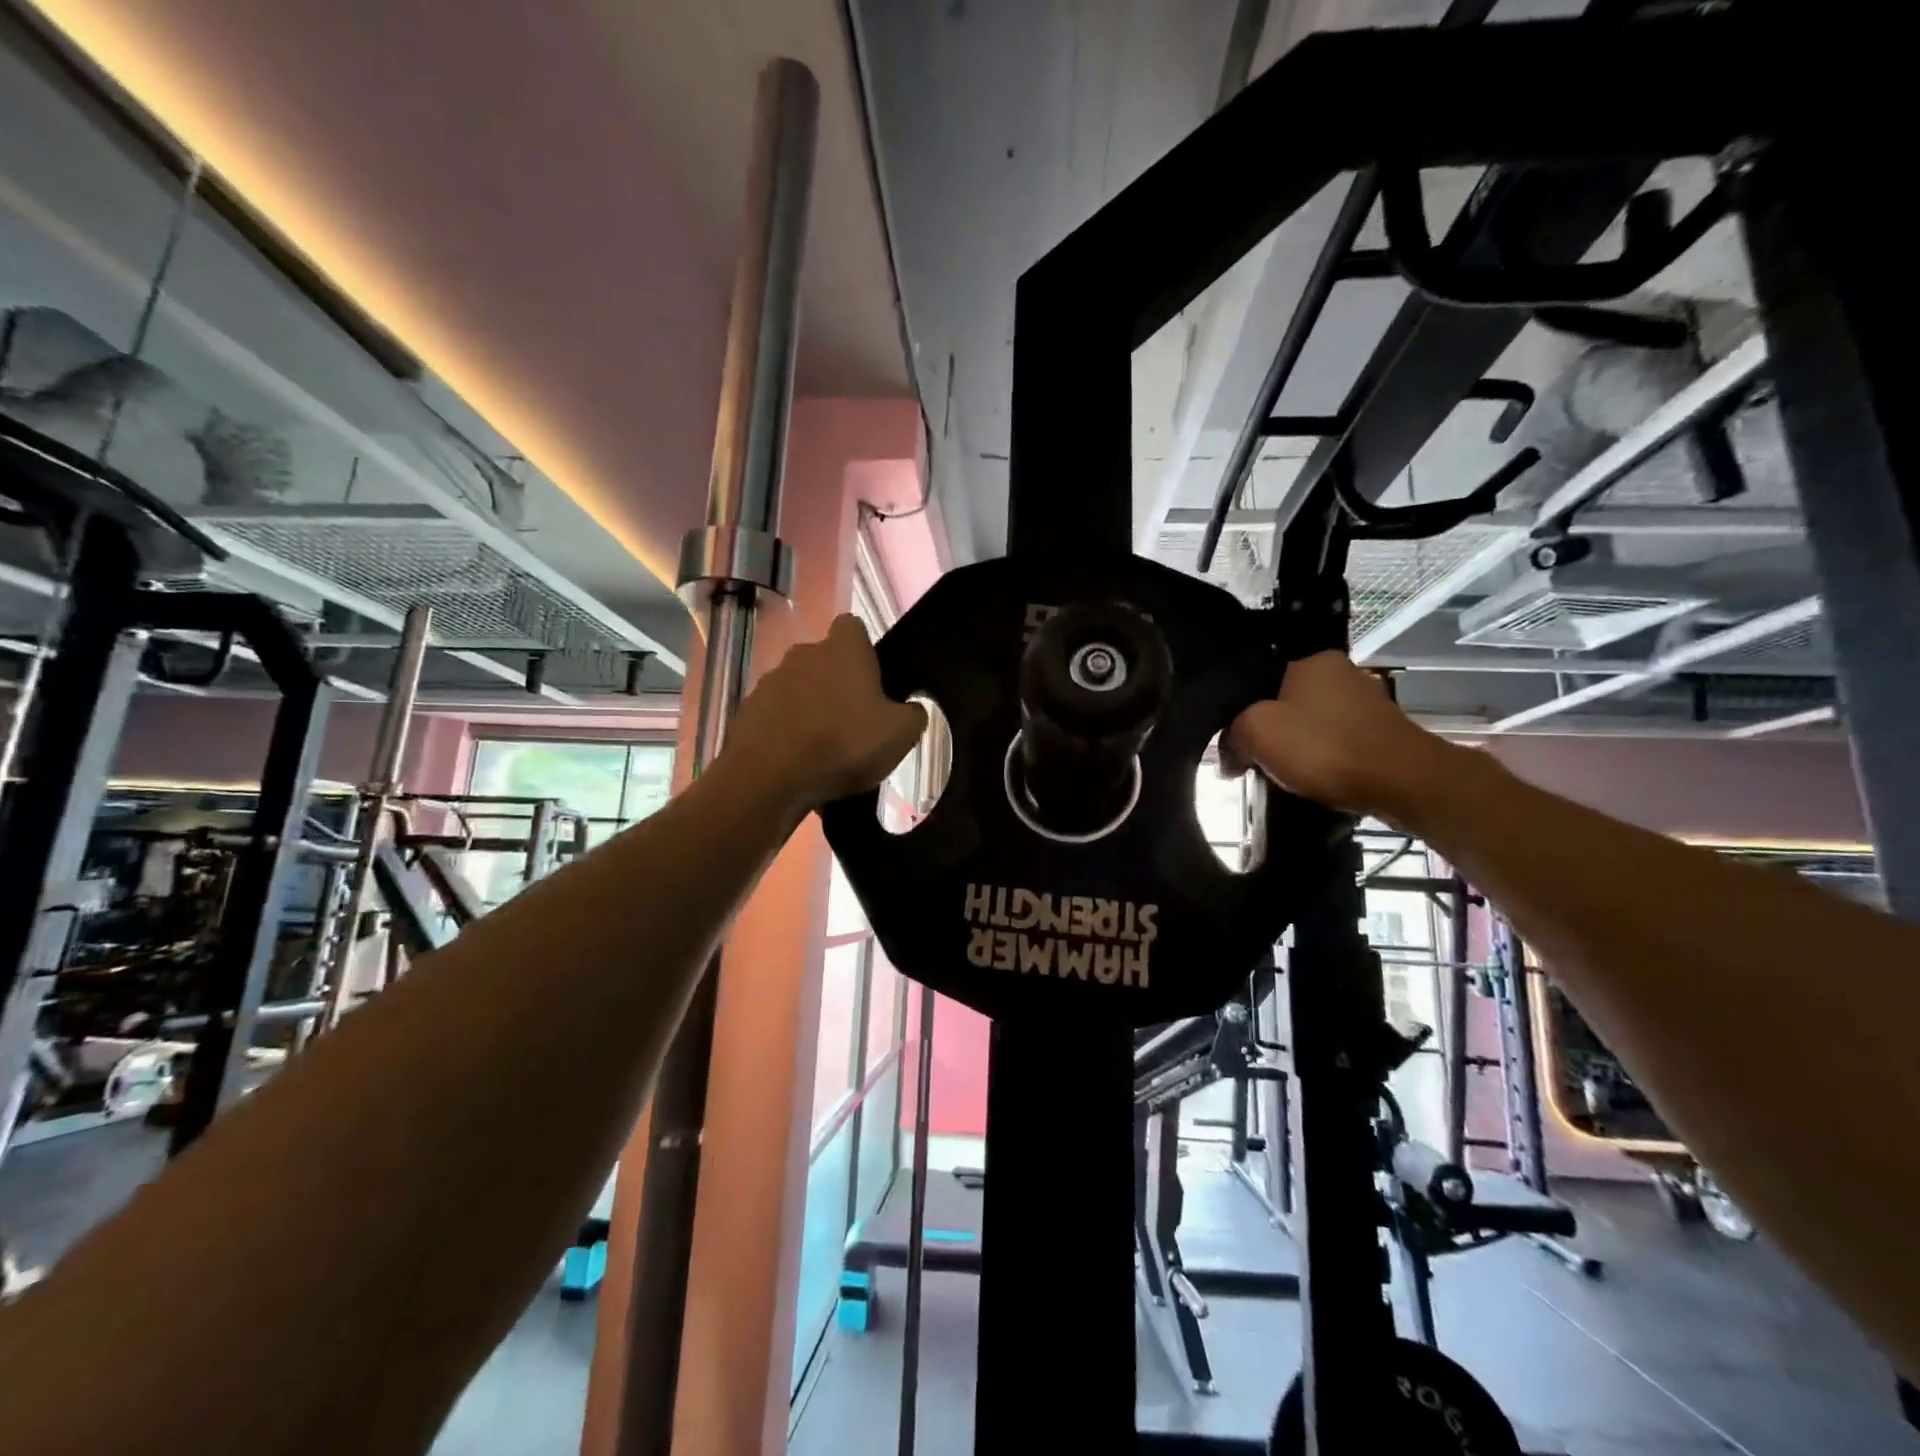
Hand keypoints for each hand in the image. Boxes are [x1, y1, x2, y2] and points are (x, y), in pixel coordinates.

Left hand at [727, 615, 926, 812]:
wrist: (770, 777)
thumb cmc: (843, 744)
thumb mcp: (901, 735)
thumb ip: (913, 715)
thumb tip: (911, 709)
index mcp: (843, 649)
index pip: (853, 628)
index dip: (864, 650)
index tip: (873, 680)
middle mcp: (803, 654)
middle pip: (825, 660)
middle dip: (837, 684)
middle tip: (854, 721)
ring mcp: (770, 681)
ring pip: (799, 688)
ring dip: (810, 709)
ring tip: (824, 749)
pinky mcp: (747, 711)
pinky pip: (776, 716)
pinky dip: (786, 732)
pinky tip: (797, 763)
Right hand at [1221, 651, 1459, 819]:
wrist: (1403, 782)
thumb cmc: (1324, 747)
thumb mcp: (1256, 732)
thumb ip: (1231, 735)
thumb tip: (1226, 756)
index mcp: (1310, 660)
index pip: (1256, 681)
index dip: (1237, 714)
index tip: (1231, 745)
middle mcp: (1341, 672)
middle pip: (1283, 703)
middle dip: (1267, 733)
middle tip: (1252, 763)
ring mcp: (1365, 702)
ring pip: (1309, 725)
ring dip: (1293, 749)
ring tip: (1280, 776)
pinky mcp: (1380, 733)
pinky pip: (1334, 743)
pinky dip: (1320, 760)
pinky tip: (1312, 780)